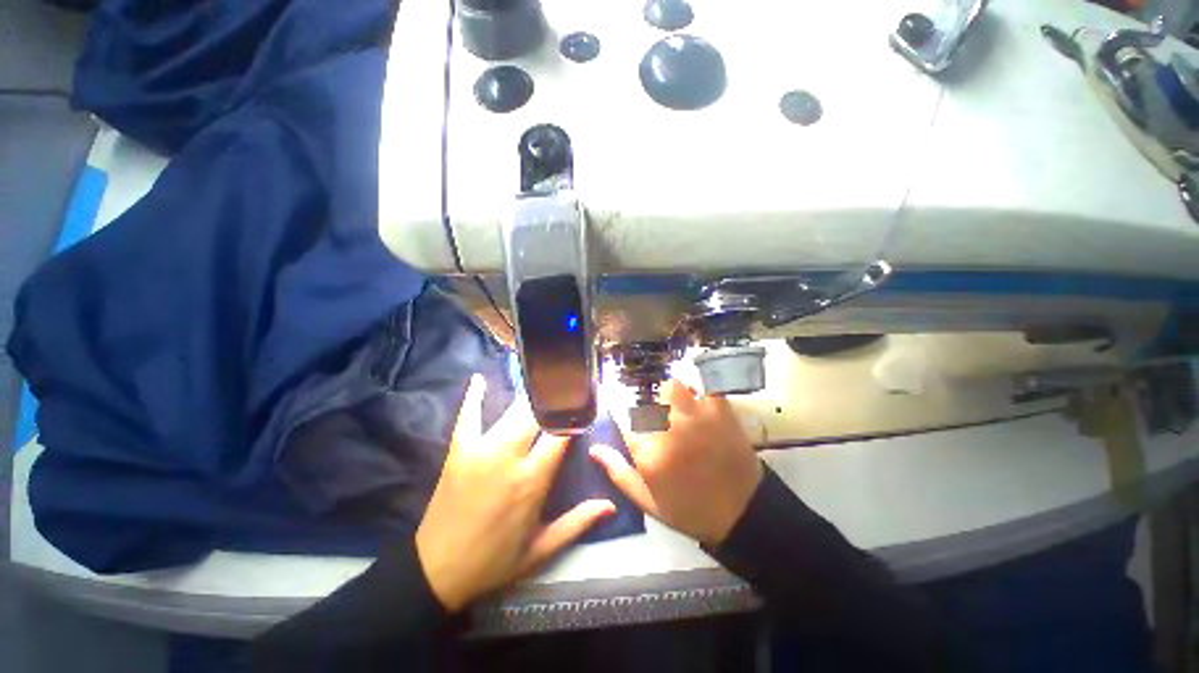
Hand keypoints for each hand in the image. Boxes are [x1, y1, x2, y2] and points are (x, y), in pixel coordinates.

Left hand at [416, 375, 614, 610]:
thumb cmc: (495, 560)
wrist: (438, 570)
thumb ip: (578, 523)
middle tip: (569, 390)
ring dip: (531, 397)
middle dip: (556, 399)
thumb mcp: (541, 548)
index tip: (587, 405)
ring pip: (512, 411)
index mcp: (532, 480)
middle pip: (539, 414)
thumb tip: (611, 505)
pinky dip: (474, 397)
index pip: (562, 433)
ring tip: (544, 384)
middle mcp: (508, 457)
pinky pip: (468, 415)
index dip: (576, 416)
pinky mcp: (459, 449)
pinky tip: (479, 379)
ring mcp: (480, 449)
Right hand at [591, 380, 762, 545]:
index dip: (617, 406)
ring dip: (670, 391)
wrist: (742, 512)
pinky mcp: (719, 410)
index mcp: (647, 452)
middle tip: (653, 410)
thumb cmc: (689, 509)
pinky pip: (704, 384)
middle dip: (646, 403)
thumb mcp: (647, 500)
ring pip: (672, 385)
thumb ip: (618, 472)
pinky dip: (699, 384)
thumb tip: (594, 448)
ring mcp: (694, 416)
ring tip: (676, 402)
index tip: (618, 403)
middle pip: (646, 398)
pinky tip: (697, 392)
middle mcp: (667, 429)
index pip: (621, 416)